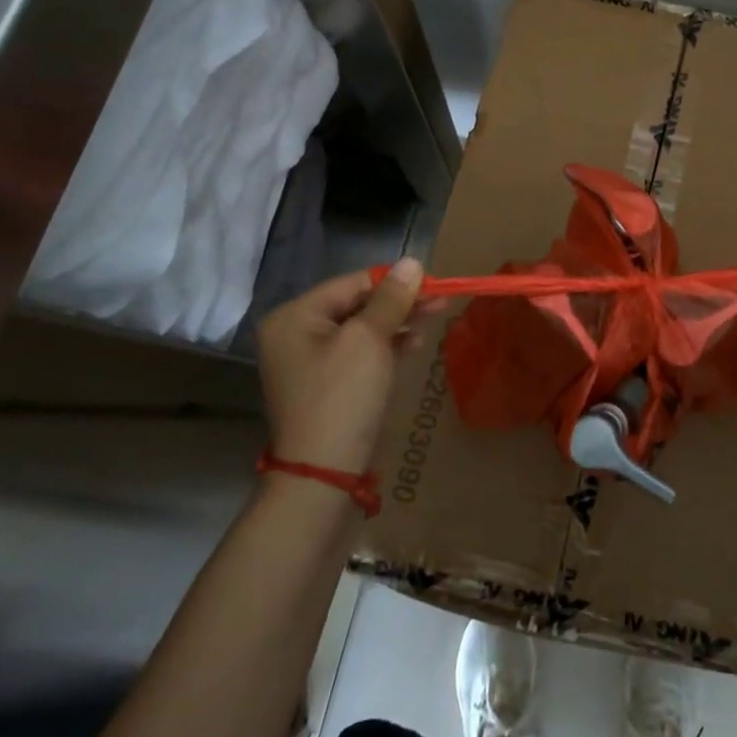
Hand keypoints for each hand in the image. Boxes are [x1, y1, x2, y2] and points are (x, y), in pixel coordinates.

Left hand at [256, 258, 424, 472]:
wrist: (323, 474)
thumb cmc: (343, 396)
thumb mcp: (369, 340)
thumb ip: (391, 299)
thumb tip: (411, 262)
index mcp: (294, 316)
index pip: (353, 283)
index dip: (395, 281)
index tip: (433, 282)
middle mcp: (295, 333)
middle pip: (357, 304)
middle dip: (399, 302)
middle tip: (441, 300)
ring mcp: (309, 361)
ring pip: (361, 329)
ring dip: (397, 323)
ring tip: (434, 319)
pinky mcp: (326, 384)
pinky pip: (359, 353)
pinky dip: (386, 346)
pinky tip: (413, 344)